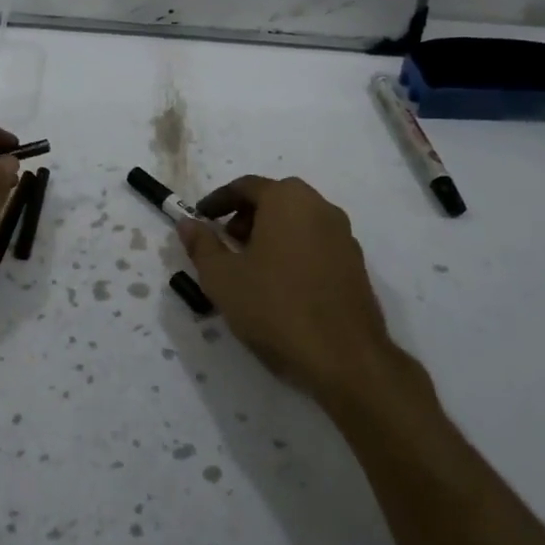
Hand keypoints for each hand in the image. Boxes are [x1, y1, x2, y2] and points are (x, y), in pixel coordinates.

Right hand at [177, 176, 402, 402]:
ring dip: (270, 232)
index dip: (218, 201)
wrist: (345, 358)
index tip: (200, 218)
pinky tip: (280, 284)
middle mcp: (320, 207)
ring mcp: (343, 235)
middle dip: (246, 215)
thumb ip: (201, 245)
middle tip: (226, 242)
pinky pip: (315, 243)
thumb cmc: (275, 307)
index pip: (245, 186)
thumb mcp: (222, 277)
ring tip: (250, 266)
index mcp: (287, 200)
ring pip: (298, 220)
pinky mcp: (356, 264)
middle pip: (275, 199)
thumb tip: (188, 223)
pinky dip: (293, 250)